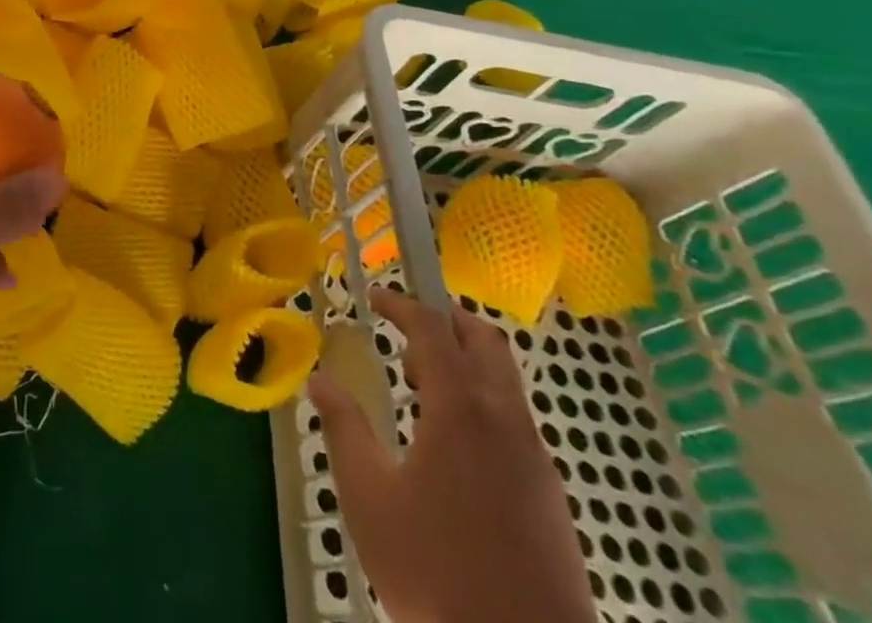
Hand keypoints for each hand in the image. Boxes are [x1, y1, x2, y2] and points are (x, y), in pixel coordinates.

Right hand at [308, 290, 594, 622]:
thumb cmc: (435, 574)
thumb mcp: (369, 497)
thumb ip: (344, 428)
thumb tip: (320, 380)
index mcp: (462, 411)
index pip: (434, 330)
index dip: (402, 305)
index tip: (374, 297)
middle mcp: (507, 422)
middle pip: (486, 343)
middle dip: (446, 321)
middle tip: (405, 330)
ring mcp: (537, 462)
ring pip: (505, 383)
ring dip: (464, 364)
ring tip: (417, 388)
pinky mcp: (551, 499)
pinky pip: (515, 422)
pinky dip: (480, 403)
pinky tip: (449, 444)